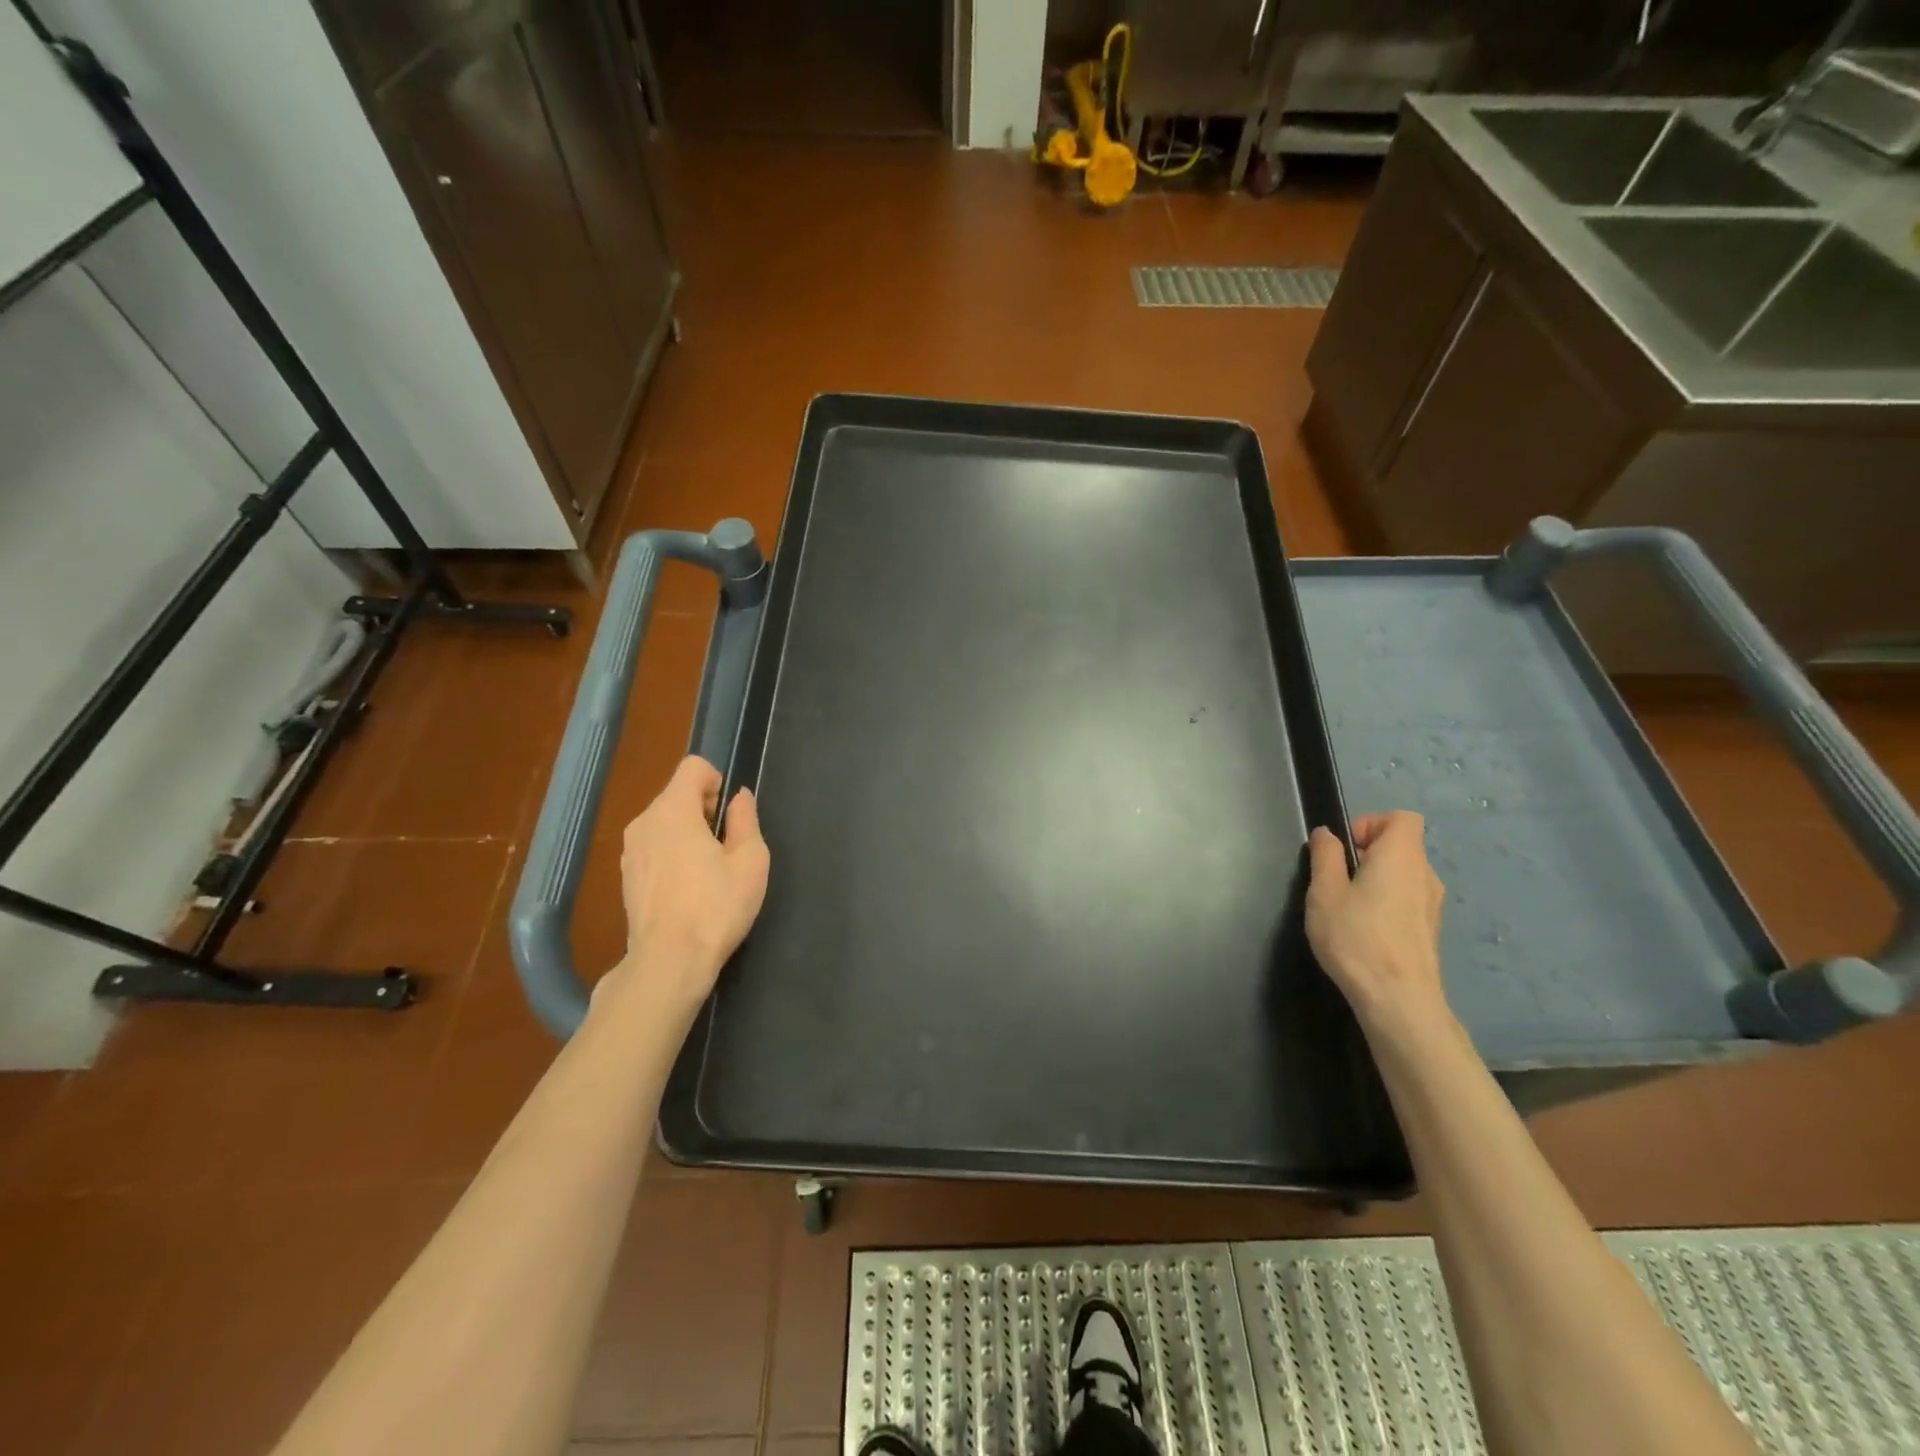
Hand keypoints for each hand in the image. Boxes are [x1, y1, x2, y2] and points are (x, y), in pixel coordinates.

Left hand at [610, 756, 768, 1009]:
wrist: (669, 961)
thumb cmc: (716, 906)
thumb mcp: (750, 860)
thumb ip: (745, 820)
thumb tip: (739, 798)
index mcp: (673, 810)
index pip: (693, 767)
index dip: (717, 781)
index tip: (730, 816)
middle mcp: (644, 822)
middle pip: (677, 794)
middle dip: (704, 810)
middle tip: (726, 848)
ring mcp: (630, 850)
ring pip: (664, 822)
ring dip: (688, 834)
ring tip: (708, 872)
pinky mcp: (626, 876)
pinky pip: (654, 847)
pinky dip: (672, 855)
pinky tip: (688, 889)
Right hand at [1306, 811, 1447, 1031]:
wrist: (1399, 1001)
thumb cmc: (1357, 939)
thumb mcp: (1325, 892)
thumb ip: (1325, 856)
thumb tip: (1327, 834)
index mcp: (1401, 856)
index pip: (1401, 818)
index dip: (1370, 823)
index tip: (1345, 850)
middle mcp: (1425, 874)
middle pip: (1401, 845)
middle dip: (1367, 853)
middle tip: (1337, 880)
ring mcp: (1433, 904)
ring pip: (1404, 874)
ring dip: (1377, 880)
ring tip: (1348, 908)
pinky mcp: (1430, 930)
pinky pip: (1408, 899)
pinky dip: (1387, 902)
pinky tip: (1365, 930)